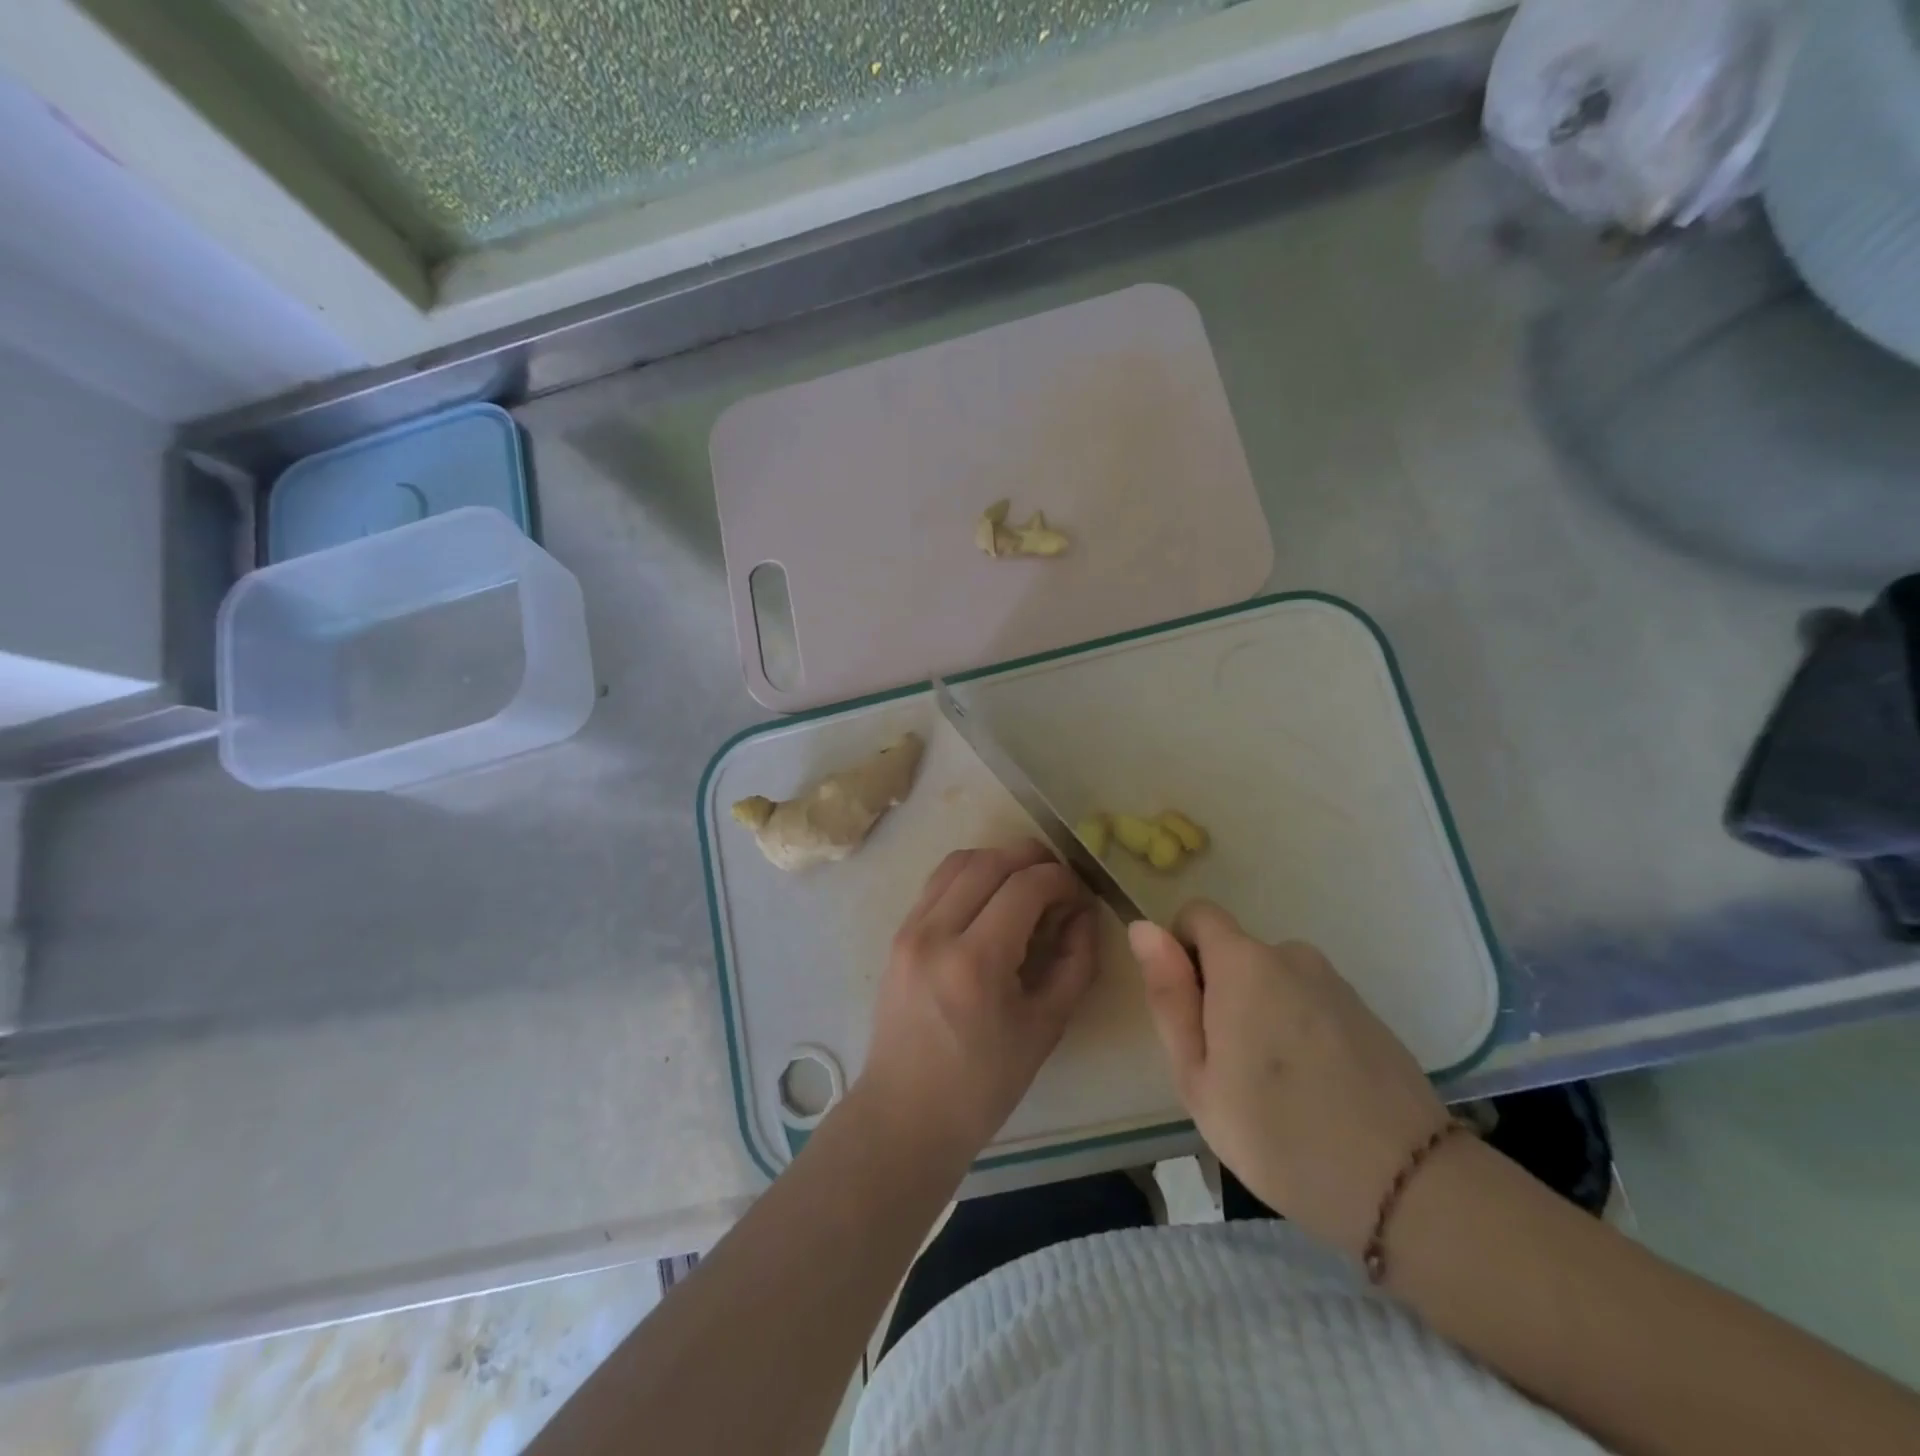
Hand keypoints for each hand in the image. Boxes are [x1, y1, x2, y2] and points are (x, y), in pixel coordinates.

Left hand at [857, 841, 1099, 1167]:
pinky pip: (938, 882)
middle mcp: (936, 932)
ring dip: (999, 860)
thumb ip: (1075, 962)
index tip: (1080, 895)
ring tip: (1027, 883)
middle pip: (990, 861)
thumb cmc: (983, 1084)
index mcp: (975, 962)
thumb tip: (1084, 912)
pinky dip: (971, 875)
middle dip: (1033, 858)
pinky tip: (991, 899)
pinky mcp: (898, 933)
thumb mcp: (1046, 1027)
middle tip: (1059, 880)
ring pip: (959, 861)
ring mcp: (910, 929)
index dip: (1061, 879)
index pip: (1025, 886)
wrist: (906, 1113)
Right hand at [1129, 902, 1447, 1257]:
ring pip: (1273, 982)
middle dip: (1221, 994)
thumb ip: (1168, 995)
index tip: (1189, 1012)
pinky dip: (1298, 1029)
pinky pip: (1310, 1003)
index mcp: (1244, 963)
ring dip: (1261, 1014)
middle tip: (1227, 1069)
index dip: (1180, 951)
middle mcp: (1291, 955)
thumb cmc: (1277, 1133)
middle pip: (1236, 954)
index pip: (1198, 914)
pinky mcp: (1366, 1012)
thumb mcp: (1197, 1075)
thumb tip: (1143, 928)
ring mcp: (1335, 983)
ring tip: (1273, 1088)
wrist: (1406, 1187)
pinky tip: (1314, 1090)